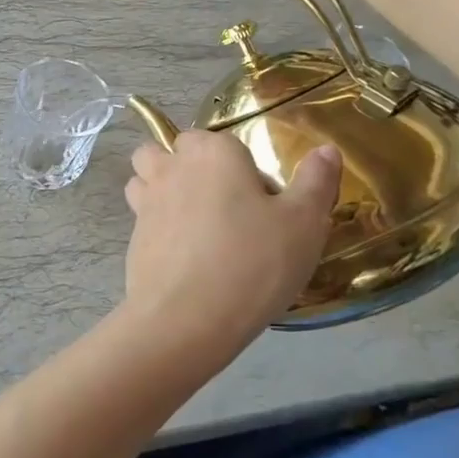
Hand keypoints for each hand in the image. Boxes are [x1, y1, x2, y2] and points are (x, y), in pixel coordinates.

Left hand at [123, 131, 342, 347]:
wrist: (187, 317)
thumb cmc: (253, 262)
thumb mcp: (304, 223)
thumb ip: (315, 181)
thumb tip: (326, 149)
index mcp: (212, 153)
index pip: (220, 139)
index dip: (239, 165)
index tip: (261, 201)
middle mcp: (172, 167)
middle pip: (169, 149)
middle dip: (187, 164)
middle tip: (223, 205)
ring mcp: (145, 200)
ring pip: (144, 176)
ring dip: (160, 186)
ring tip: (193, 221)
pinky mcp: (132, 235)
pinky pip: (140, 215)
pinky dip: (155, 224)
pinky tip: (182, 254)